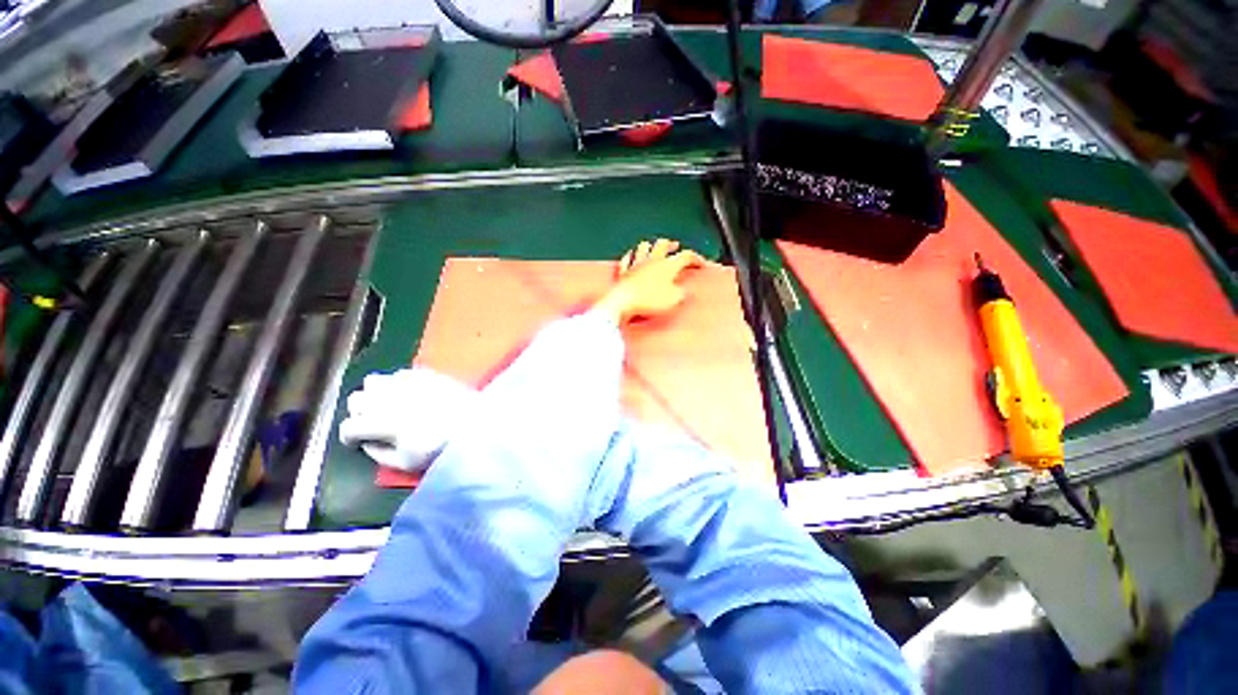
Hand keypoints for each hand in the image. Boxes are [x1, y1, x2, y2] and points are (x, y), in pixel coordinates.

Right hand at [339, 369, 477, 471]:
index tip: (357, 442)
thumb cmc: (441, 447)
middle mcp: (389, 397)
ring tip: (388, 405)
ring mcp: (408, 382)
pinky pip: (399, 373)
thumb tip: (366, 443)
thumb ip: (378, 454)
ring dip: (374, 394)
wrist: (477, 423)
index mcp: (382, 422)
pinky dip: (396, 383)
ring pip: (373, 381)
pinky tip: (408, 393)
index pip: (349, 426)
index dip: (349, 437)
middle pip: (356, 399)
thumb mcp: (406, 463)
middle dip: (359, 413)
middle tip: (373, 423)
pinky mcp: (426, 373)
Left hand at [592, 239, 702, 323]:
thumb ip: (681, 293)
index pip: (686, 256)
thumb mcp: (674, 300)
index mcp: (668, 265)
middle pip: (663, 244)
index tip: (701, 264)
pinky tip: (632, 256)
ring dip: (650, 245)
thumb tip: (683, 291)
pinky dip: (631, 255)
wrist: (624, 302)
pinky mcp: (623, 272)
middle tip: (675, 246)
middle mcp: (652, 260)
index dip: (696, 259)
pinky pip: (627, 258)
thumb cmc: (650, 300)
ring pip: (644, 247)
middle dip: (671, 244)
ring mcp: (636, 264)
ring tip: (654, 247)